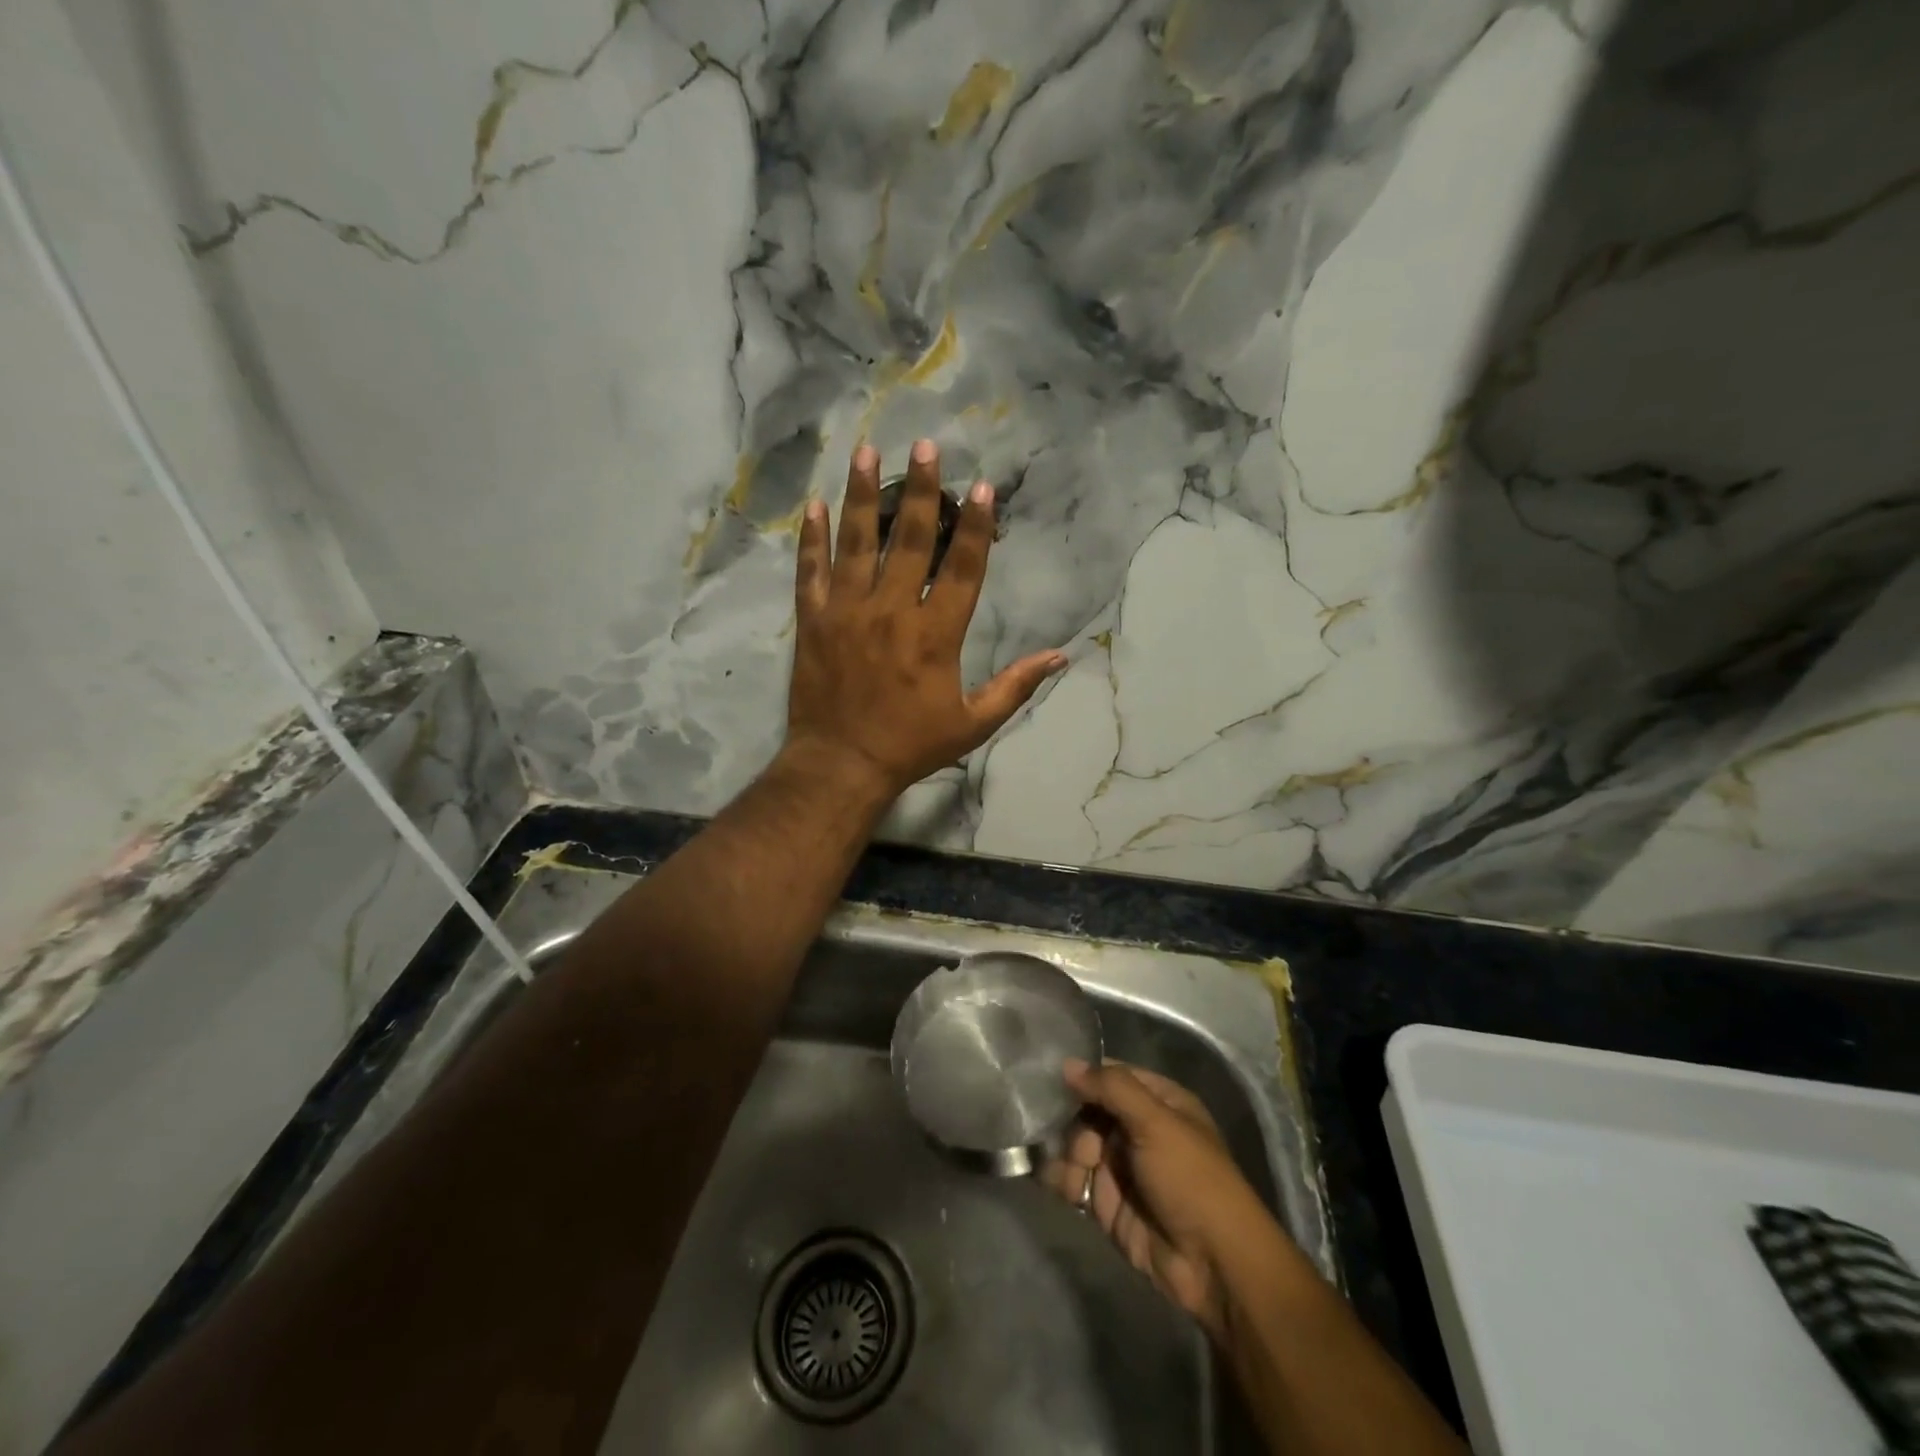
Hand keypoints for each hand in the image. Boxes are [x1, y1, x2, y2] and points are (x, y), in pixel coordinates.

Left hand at [786, 440, 1065, 795]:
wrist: (841, 764)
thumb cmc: (911, 745)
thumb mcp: (973, 723)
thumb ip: (1015, 686)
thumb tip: (1061, 656)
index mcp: (936, 633)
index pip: (963, 567)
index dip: (977, 526)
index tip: (984, 488)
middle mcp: (892, 610)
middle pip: (911, 538)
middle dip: (922, 490)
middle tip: (926, 446)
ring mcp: (848, 611)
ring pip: (857, 541)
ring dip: (863, 494)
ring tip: (867, 451)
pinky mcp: (814, 620)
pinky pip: (811, 570)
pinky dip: (812, 538)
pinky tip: (815, 505)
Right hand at [1043, 1060, 1274, 1344]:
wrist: (1213, 1265)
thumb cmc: (1190, 1179)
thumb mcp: (1155, 1122)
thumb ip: (1112, 1088)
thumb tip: (1068, 1063)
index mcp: (1158, 1102)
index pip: (1112, 1076)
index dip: (1084, 1077)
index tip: (1054, 1080)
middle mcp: (1138, 1130)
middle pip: (1088, 1111)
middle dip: (1075, 1125)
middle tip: (1084, 1148)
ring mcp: (1121, 1168)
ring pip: (1077, 1146)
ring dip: (1067, 1155)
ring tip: (1077, 1176)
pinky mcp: (1107, 1203)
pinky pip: (1074, 1181)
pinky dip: (1062, 1180)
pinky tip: (1062, 1186)